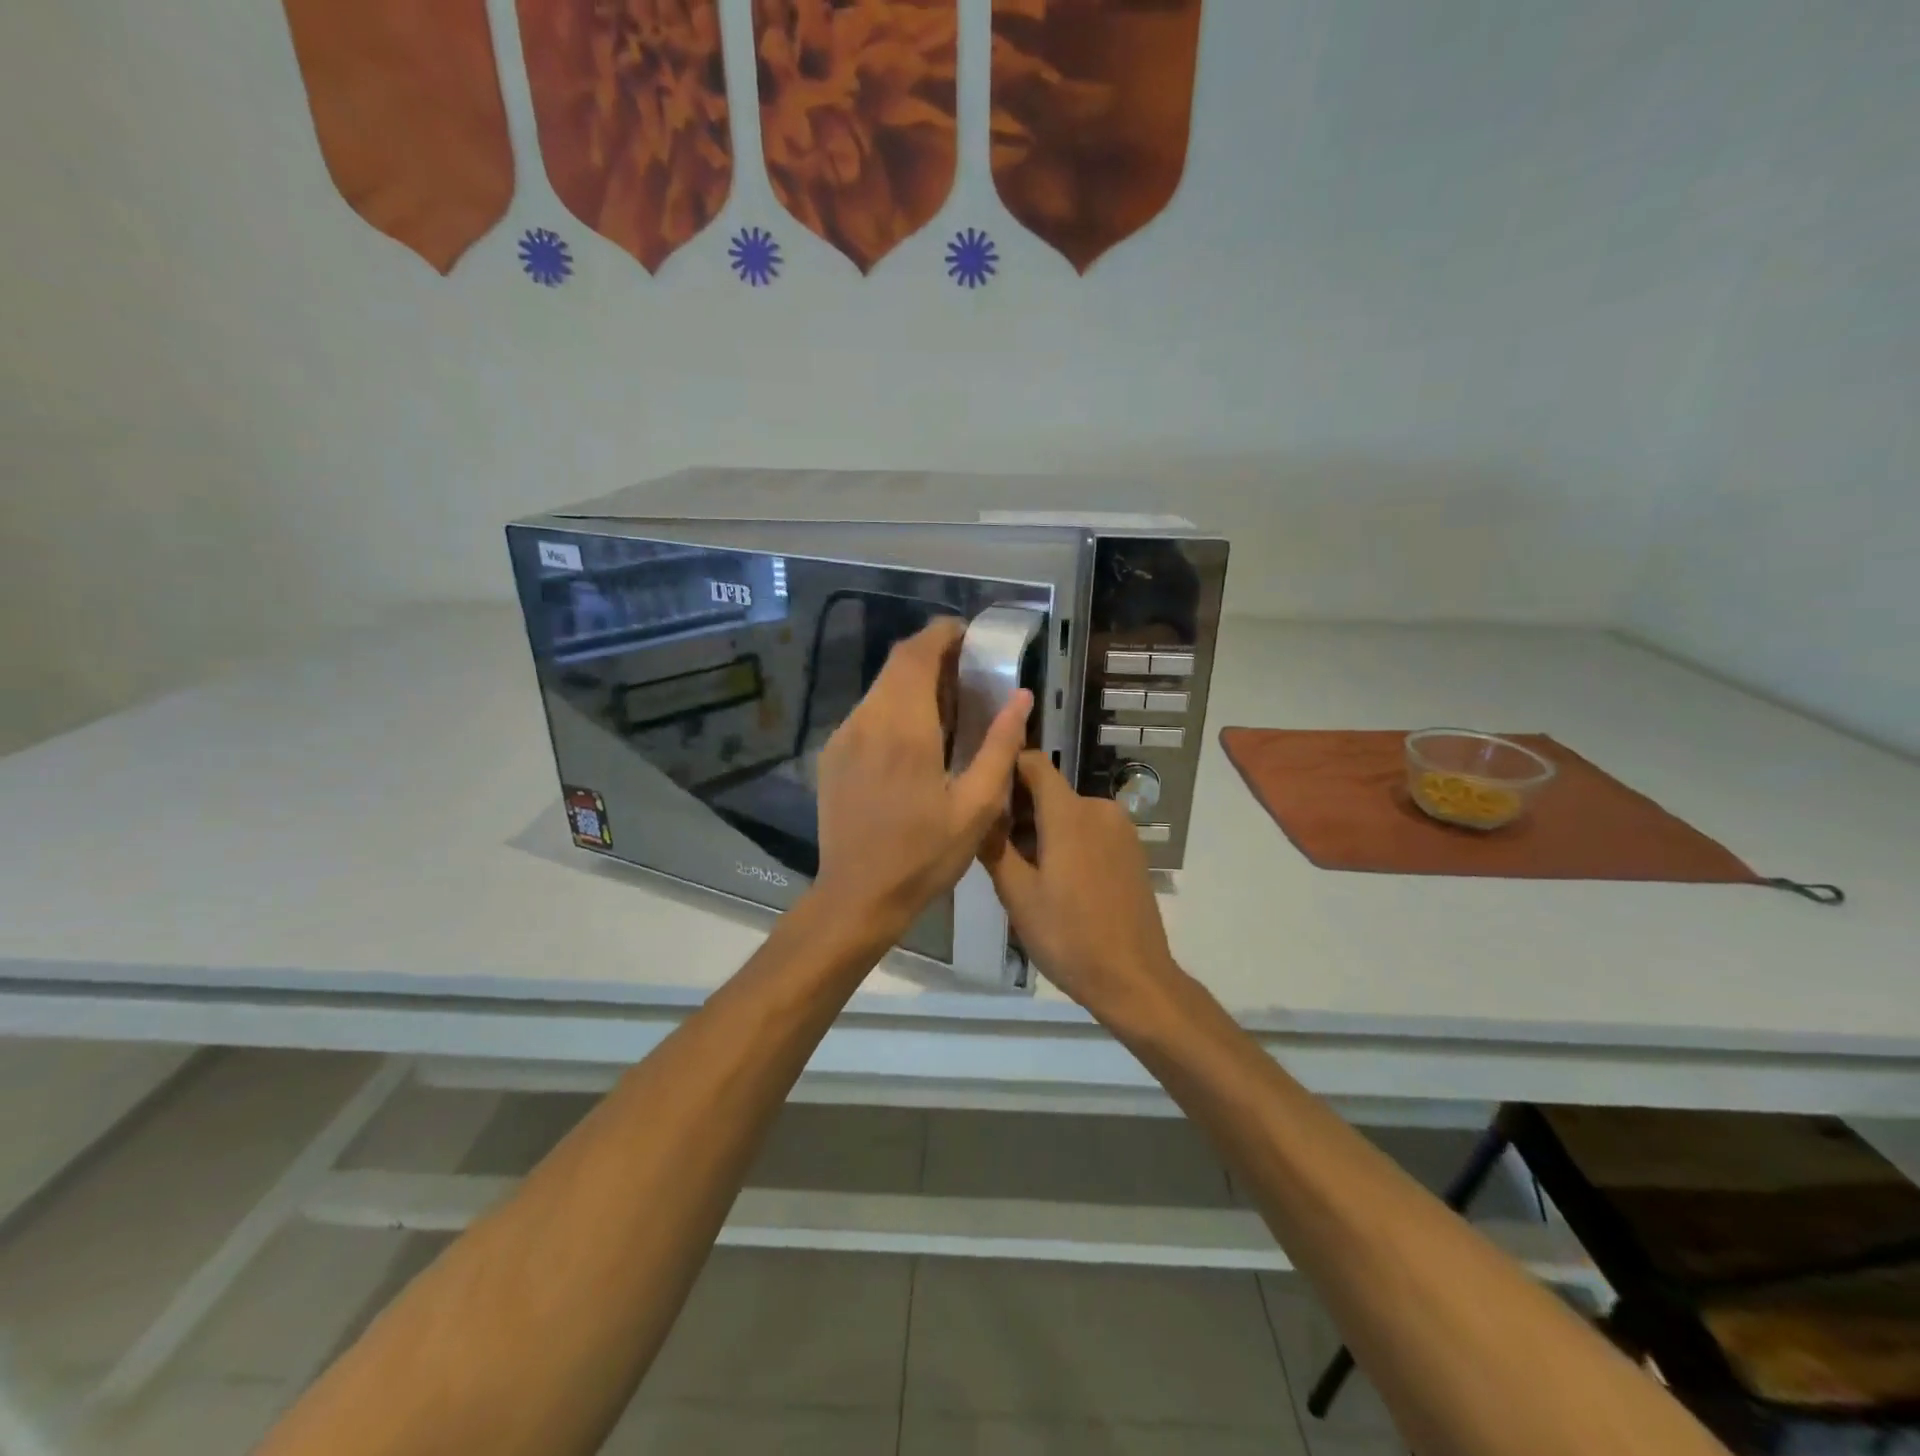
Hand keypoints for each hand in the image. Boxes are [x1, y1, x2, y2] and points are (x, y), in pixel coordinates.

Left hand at [813, 619, 1032, 939]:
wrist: (857, 896)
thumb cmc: (923, 855)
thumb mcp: (976, 807)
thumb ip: (1000, 746)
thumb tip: (1021, 698)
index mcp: (904, 728)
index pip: (916, 654)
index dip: (941, 634)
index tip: (968, 635)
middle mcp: (867, 721)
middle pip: (896, 665)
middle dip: (931, 656)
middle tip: (966, 673)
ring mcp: (843, 738)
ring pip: (880, 688)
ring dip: (912, 683)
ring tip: (946, 706)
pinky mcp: (832, 756)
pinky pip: (866, 714)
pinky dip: (893, 707)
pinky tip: (914, 738)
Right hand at [982, 752, 1182, 1021]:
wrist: (1133, 978)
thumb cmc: (1067, 935)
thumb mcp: (1017, 895)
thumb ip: (994, 846)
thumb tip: (979, 813)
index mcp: (1069, 813)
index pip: (1034, 763)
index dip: (1007, 768)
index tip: (984, 790)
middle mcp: (1099, 808)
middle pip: (1051, 792)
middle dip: (1021, 810)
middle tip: (995, 846)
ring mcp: (1121, 829)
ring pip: (1070, 813)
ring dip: (1044, 829)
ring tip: (1023, 870)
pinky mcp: (1133, 850)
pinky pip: (1091, 831)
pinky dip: (1069, 841)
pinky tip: (1057, 880)